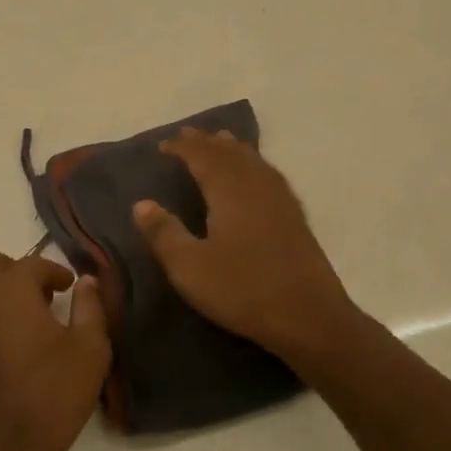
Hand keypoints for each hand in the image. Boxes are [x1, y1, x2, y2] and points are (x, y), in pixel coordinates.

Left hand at [0, 251, 110, 450]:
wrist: (3, 448)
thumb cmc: (52, 394)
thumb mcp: (90, 349)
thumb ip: (90, 307)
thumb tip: (86, 281)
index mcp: (12, 287)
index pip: (35, 264)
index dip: (55, 274)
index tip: (67, 288)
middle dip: (14, 275)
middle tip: (34, 301)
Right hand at [133, 129, 360, 367]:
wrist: (309, 316)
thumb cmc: (243, 290)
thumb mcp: (190, 268)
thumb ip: (164, 233)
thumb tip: (142, 204)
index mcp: (229, 192)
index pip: (202, 157)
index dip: (182, 148)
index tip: (162, 146)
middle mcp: (256, 186)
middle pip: (230, 152)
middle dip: (207, 142)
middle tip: (188, 135)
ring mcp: (281, 199)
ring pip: (254, 160)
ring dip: (233, 148)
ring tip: (221, 141)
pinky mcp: (296, 216)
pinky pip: (270, 174)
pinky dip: (256, 164)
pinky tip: (258, 174)